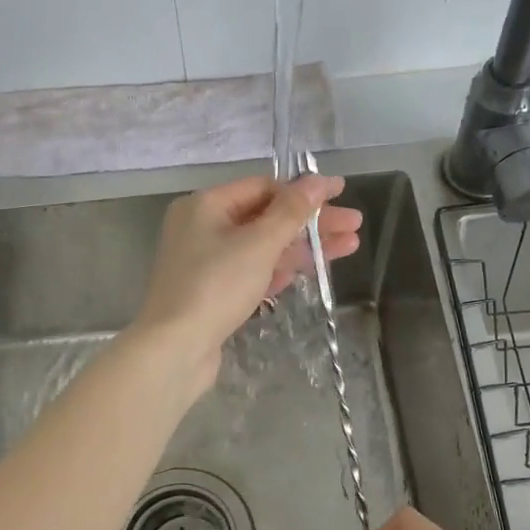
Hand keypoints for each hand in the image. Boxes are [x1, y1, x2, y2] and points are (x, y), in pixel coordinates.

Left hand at [129, 174, 362, 394]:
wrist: (175, 349)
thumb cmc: (215, 286)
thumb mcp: (258, 244)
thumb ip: (292, 212)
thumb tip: (319, 181)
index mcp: (205, 205)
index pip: (262, 187)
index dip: (304, 190)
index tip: (340, 194)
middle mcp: (201, 227)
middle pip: (265, 217)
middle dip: (310, 222)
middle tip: (354, 226)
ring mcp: (205, 262)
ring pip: (261, 246)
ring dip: (302, 246)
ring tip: (347, 248)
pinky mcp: (212, 292)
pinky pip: (251, 271)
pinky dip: (279, 269)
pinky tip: (311, 272)